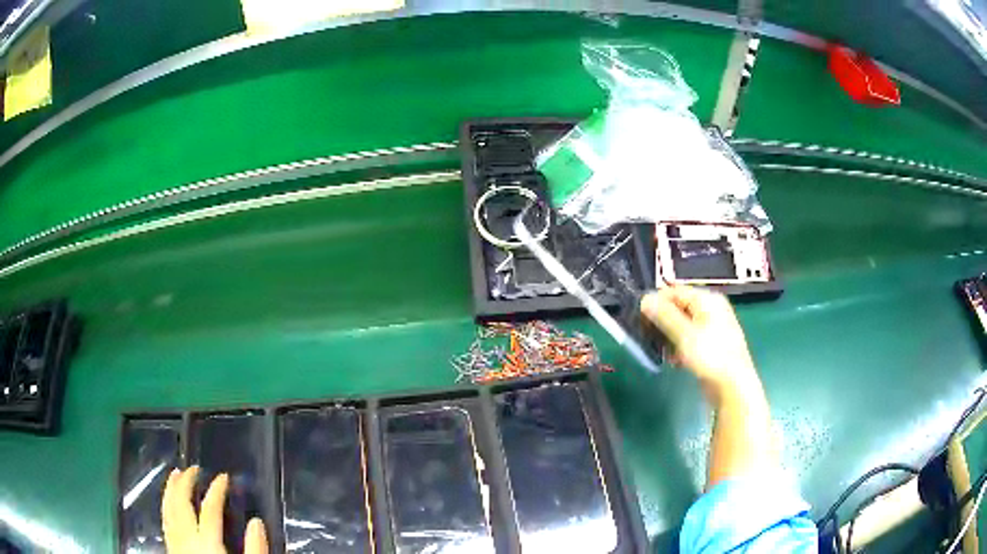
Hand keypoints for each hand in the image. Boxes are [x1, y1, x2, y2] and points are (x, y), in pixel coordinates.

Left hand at [162, 466, 268, 553]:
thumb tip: (257, 522)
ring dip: (170, 489)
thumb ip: (255, 549)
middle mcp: (187, 537)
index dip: (217, 489)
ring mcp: (175, 542)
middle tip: (194, 468)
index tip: (224, 477)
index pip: (210, 508)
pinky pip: (164, 519)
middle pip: (181, 502)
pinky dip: (165, 504)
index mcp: (208, 542)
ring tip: (175, 474)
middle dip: (186, 482)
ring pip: (168, 508)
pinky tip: (168, 501)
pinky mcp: (171, 548)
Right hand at [640, 286, 758, 400]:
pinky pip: (689, 340)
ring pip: (682, 326)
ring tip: (662, 351)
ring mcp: (712, 328)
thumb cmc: (711, 356)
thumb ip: (664, 316)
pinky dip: (679, 347)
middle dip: (662, 321)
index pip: (675, 291)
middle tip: (647, 335)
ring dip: (669, 337)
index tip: (639, 317)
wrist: (733, 387)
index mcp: (708, 300)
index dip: (657, 301)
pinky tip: (675, 361)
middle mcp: (711, 310)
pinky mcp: (710, 346)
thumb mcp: (685, 335)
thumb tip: (645, 299)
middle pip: (678, 307)